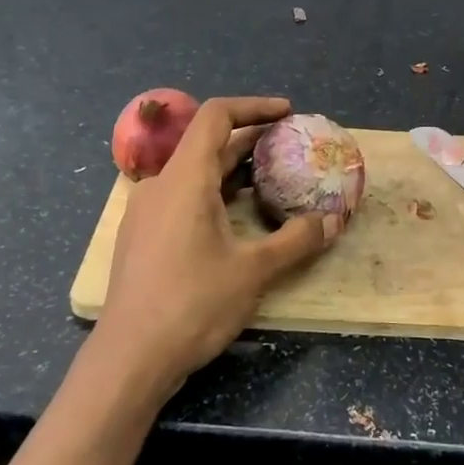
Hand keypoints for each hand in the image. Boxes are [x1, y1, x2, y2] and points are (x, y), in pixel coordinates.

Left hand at [91, 96, 334, 397]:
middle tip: (289, 147)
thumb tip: (334, 220)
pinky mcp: (141, 237)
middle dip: (250, 139)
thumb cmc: (193, 305)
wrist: (129, 358)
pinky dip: (213, 193)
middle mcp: (160, 185)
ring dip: (232, 169)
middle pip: (206, 143)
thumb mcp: (254, 271)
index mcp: (185, 178)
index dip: (254, 106)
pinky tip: (235, 218)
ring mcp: (146, 212)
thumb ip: (297, 240)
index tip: (287, 112)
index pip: (216, 116)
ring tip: (270, 180)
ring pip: (194, 173)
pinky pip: (181, 197)